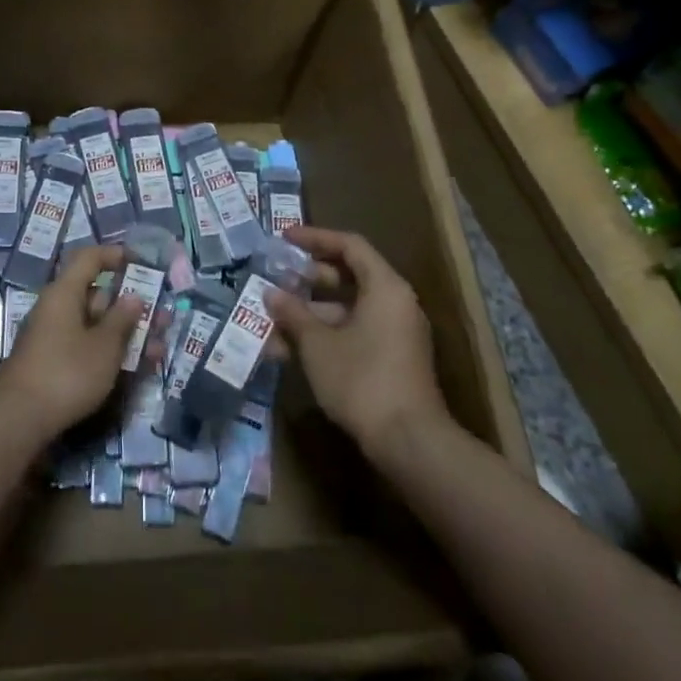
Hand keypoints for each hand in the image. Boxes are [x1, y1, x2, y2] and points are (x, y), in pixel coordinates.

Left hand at [0, 244, 143, 442]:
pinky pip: (87, 346)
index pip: (89, 258)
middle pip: (97, 296)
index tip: (142, 262)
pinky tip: (137, 366)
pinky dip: (111, 351)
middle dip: (131, 305)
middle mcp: (56, 309)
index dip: (115, 255)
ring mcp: (54, 337)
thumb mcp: (103, 346)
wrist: (19, 420)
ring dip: (127, 333)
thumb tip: (133, 296)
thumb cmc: (66, 373)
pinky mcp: (54, 362)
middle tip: (162, 316)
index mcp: (64, 293)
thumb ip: (122, 319)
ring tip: (159, 347)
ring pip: (96, 325)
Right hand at [267, 226, 450, 455]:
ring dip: (311, 313)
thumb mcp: (318, 344)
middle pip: (350, 275)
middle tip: (277, 278)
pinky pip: (355, 332)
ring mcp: (396, 333)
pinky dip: (326, 334)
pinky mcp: (392, 359)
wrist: (409, 442)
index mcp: (385, 287)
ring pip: (348, 309)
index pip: (349, 245)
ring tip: (274, 321)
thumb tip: (271, 294)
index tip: (284, 238)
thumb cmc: (361, 379)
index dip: (315, 237)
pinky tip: (291, 350)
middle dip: (309, 277)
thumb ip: (293, 314)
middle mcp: (395, 303)